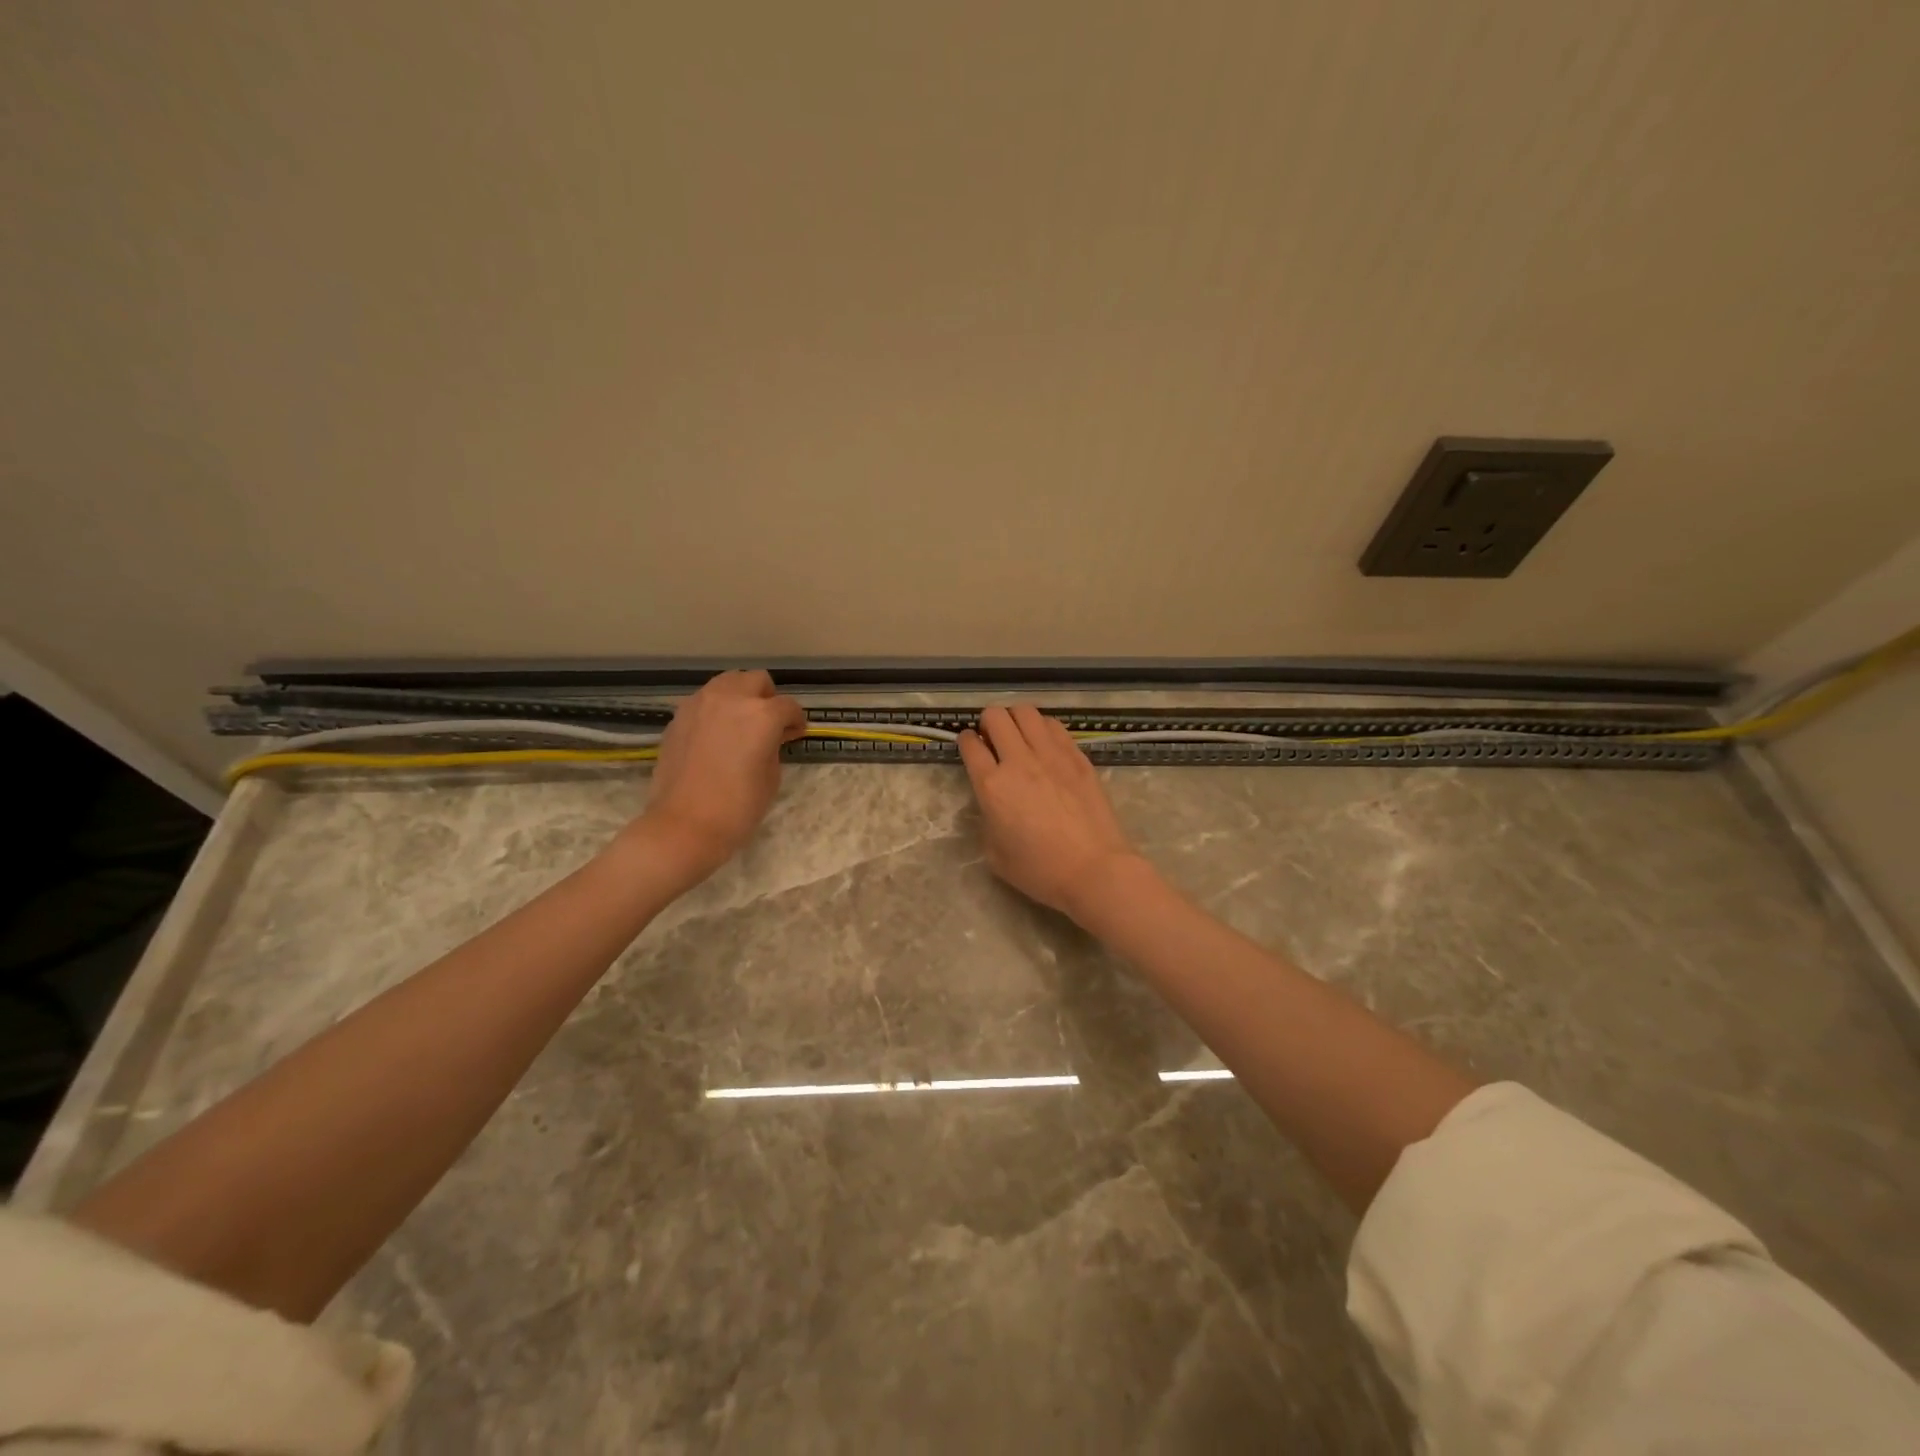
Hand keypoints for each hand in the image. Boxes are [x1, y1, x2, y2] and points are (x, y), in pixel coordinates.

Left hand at [639, 670, 805, 880]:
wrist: (684, 825)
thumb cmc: (738, 806)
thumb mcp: (771, 776)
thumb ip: (775, 745)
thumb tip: (774, 735)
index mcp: (762, 714)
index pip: (788, 706)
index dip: (796, 721)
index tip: (795, 734)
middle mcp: (731, 698)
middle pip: (756, 680)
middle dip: (767, 698)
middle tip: (768, 724)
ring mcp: (700, 704)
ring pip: (727, 682)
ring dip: (739, 697)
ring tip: (740, 724)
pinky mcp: (679, 717)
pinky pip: (704, 700)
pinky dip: (716, 709)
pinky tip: (716, 735)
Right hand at [958, 705, 1142, 921]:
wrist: (1093, 869)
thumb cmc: (1040, 870)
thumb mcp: (995, 854)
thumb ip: (987, 819)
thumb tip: (993, 803)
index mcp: (992, 786)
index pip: (970, 745)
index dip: (966, 741)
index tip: (970, 745)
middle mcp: (1019, 761)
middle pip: (996, 716)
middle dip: (988, 722)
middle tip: (993, 738)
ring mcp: (1051, 755)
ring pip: (1026, 712)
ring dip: (1016, 719)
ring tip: (1019, 735)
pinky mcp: (1077, 756)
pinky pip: (1054, 726)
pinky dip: (1043, 728)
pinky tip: (1045, 744)